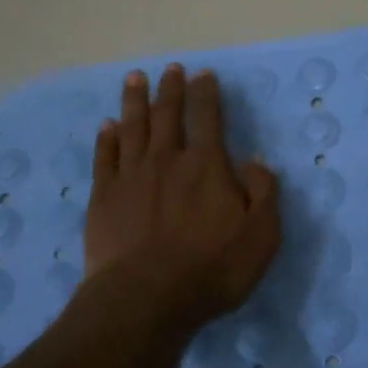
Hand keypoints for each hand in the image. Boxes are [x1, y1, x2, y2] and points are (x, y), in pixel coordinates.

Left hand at [84, 65, 280, 326]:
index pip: (208, 117)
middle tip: (170, 68)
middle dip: (171, 88)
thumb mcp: (262, 235)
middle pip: (168, 114)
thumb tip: (256, 160)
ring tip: (135, 78)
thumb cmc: (212, 269)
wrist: (146, 298)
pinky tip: (107, 125)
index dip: (207, 93)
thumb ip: (264, 192)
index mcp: (207, 165)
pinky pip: (105, 158)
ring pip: (133, 127)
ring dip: (135, 100)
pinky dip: (106, 138)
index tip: (204, 74)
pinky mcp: (103, 197)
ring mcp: (131, 176)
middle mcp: (168, 160)